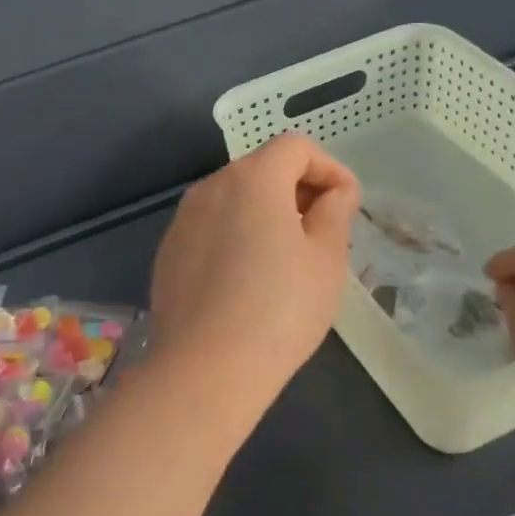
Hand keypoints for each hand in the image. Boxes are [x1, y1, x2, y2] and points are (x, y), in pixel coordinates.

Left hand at [151, 134, 360, 393]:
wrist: (206, 368)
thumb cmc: (280, 309)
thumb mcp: (326, 259)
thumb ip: (335, 212)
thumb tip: (334, 193)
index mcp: (252, 178)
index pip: (296, 146)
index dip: (329, 168)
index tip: (345, 205)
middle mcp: (210, 187)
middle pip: (261, 168)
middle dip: (298, 189)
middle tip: (322, 232)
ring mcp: (183, 220)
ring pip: (234, 199)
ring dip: (265, 213)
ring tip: (287, 258)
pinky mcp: (168, 253)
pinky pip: (211, 228)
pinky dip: (235, 236)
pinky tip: (247, 280)